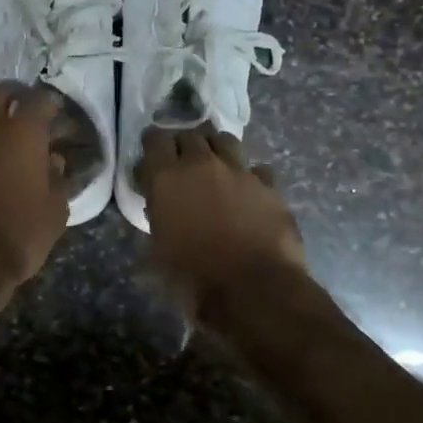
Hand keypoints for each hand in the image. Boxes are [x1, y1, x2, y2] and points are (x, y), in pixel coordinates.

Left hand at [0, 84, 70, 293]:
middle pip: (1, 95)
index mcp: (22, 133)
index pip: (40, 99)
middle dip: (14, 102)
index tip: (55, 118)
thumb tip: (51, 161)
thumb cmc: (19, 236)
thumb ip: (56, 178)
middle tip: (23, 123)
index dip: (50, 106)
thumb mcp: (55, 211)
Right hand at [137, 124, 306, 313]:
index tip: (152, 154)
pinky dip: (250, 176)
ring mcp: (239, 171)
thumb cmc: (194, 276)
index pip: (154, 139)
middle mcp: (202, 164)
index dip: (153, 144)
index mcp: (167, 178)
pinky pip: (257, 169)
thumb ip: (158, 218)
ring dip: (216, 149)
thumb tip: (160, 208)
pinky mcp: (269, 185)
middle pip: (190, 135)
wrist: (253, 288)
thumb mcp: (158, 251)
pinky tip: (249, 190)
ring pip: (225, 140)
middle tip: (182, 162)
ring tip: (216, 165)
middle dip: (184, 145)